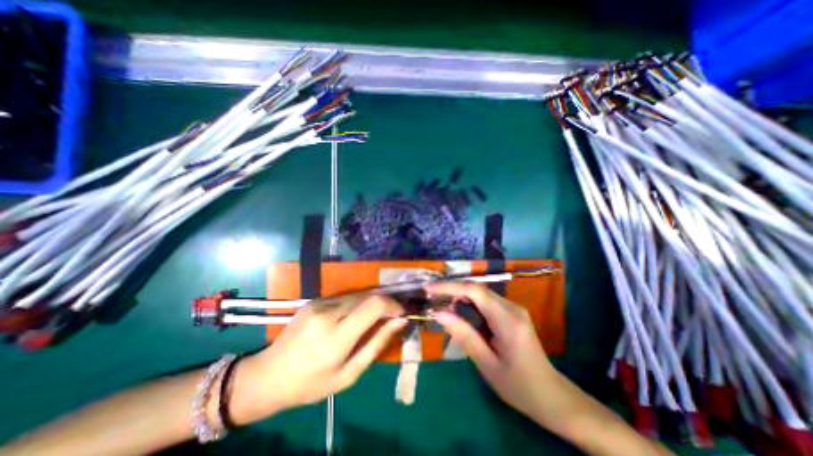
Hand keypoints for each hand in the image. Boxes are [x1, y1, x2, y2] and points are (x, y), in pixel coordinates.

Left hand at [228, 296, 406, 423]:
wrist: (268, 375)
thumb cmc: (311, 384)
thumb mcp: (349, 374)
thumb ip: (377, 343)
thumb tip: (400, 320)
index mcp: (336, 337)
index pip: (374, 306)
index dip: (393, 304)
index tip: (401, 313)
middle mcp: (328, 313)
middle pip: (368, 296)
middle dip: (385, 303)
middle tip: (392, 316)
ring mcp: (319, 303)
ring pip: (358, 294)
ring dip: (372, 302)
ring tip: (376, 317)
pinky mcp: (314, 300)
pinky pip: (345, 297)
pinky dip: (357, 303)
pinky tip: (355, 316)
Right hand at [427, 285, 563, 426]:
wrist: (552, 396)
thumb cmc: (519, 386)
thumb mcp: (487, 364)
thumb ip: (463, 335)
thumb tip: (439, 313)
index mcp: (507, 320)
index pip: (475, 291)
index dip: (450, 287)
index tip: (428, 290)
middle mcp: (512, 307)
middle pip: (477, 289)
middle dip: (452, 290)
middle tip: (431, 299)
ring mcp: (513, 308)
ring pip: (481, 293)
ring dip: (459, 296)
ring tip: (440, 304)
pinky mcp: (511, 312)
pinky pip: (486, 301)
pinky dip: (469, 303)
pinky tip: (459, 312)